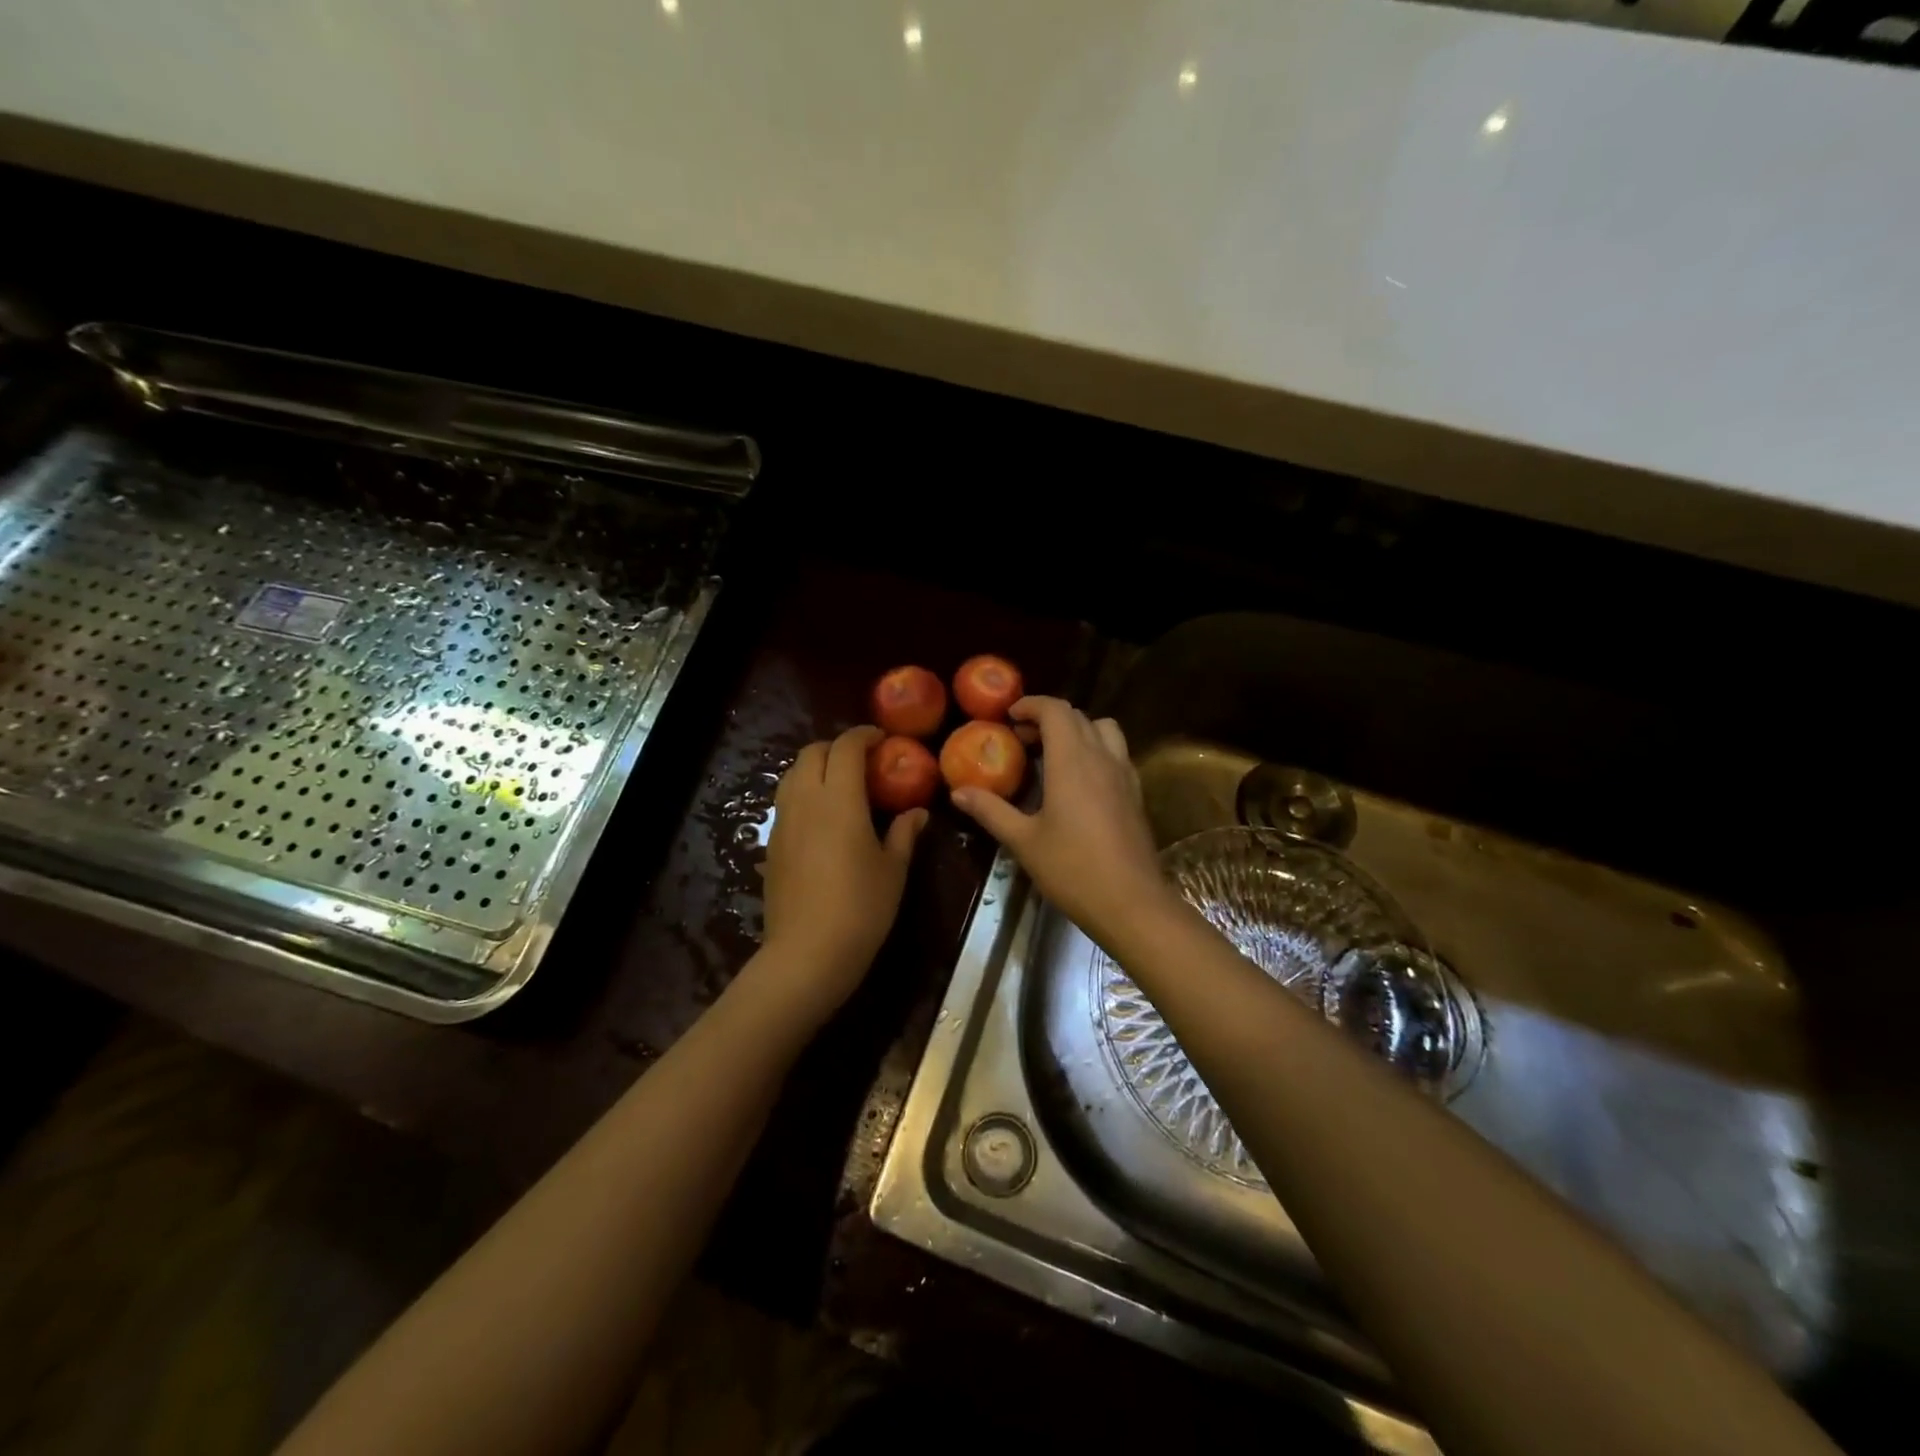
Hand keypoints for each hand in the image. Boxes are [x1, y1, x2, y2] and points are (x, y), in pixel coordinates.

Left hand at [756, 725, 928, 1024]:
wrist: (807, 953)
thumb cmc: (861, 908)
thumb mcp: (893, 869)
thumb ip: (904, 833)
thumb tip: (917, 812)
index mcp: (839, 799)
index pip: (845, 747)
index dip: (863, 735)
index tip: (881, 738)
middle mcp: (805, 801)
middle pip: (812, 752)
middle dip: (837, 747)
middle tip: (863, 762)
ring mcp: (783, 822)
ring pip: (792, 774)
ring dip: (816, 767)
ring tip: (841, 785)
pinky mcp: (771, 844)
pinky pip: (786, 801)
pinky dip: (804, 793)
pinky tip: (823, 818)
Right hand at [950, 697, 1172, 950]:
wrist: (1131, 902)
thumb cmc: (1072, 869)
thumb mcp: (1023, 841)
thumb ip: (991, 811)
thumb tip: (958, 792)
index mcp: (1072, 761)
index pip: (1055, 710)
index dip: (1031, 705)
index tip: (1009, 717)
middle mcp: (1102, 757)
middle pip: (1078, 716)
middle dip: (1048, 719)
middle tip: (1022, 741)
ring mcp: (1124, 774)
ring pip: (1104, 730)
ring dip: (1078, 730)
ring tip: (1055, 755)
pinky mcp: (1136, 793)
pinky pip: (1117, 753)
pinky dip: (1097, 750)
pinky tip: (1081, 782)